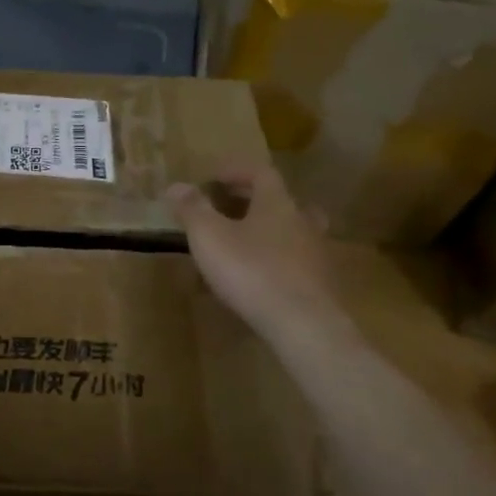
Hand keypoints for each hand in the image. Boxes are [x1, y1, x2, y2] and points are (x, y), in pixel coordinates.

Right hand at [165, 164, 351, 348]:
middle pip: (279, 201)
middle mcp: (301, 221)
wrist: (303, 324)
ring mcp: (315, 254)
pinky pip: (292, 263)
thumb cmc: (251, 271)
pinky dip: (273, 262)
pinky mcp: (319, 285)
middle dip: (251, 201)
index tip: (212, 179)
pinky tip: (255, 279)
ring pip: (289, 232)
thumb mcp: (210, 236)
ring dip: (265, 232)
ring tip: (240, 244)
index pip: (260, 172)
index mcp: (277, 203)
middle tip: (225, 209)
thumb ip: (193, 209)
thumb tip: (176, 185)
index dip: (235, 171)